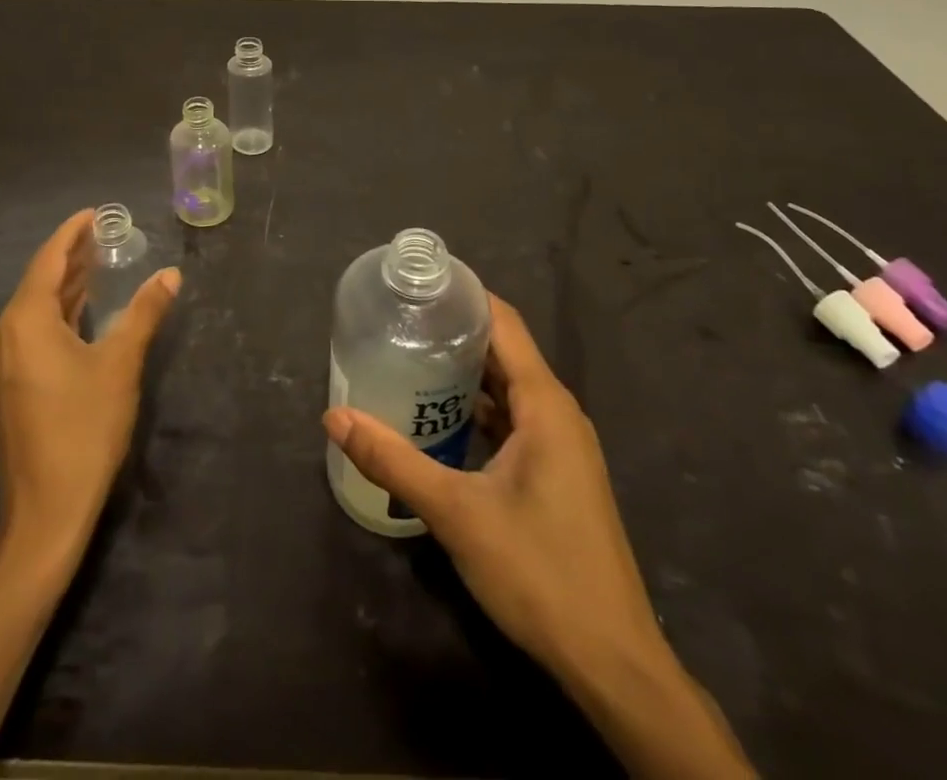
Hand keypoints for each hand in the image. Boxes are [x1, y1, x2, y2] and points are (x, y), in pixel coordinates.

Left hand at [0, 209, 179, 566]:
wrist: (45, 510)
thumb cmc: (84, 428)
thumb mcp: (121, 364)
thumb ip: (145, 312)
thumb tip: (171, 274)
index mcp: (25, 321)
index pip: (48, 260)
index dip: (72, 233)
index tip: (95, 212)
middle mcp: (4, 334)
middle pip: (40, 280)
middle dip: (72, 256)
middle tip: (105, 233)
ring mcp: (2, 361)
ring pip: (36, 307)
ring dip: (67, 284)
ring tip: (99, 261)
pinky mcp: (9, 383)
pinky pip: (34, 330)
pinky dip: (60, 311)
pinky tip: (83, 308)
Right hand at [322, 295, 666, 681]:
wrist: (612, 661)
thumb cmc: (538, 571)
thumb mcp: (456, 511)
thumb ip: (393, 459)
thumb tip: (334, 416)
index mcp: (544, 402)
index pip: (503, 322)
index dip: (464, 296)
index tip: (418, 284)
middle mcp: (557, 412)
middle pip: (503, 351)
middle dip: (454, 333)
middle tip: (399, 321)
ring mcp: (561, 446)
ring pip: (508, 389)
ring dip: (464, 375)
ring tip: (410, 361)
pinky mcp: (558, 474)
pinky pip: (514, 421)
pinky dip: (478, 411)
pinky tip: (440, 421)